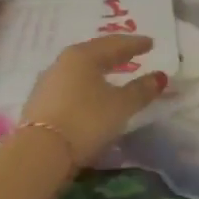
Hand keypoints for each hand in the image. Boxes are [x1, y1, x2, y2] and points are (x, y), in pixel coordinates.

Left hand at [18, 34, 165, 162]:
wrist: (39, 155)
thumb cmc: (86, 120)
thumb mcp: (121, 106)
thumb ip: (141, 90)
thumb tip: (160, 77)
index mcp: (83, 56)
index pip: (114, 44)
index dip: (135, 44)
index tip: (150, 43)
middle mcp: (62, 63)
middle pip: (94, 53)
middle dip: (114, 53)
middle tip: (131, 54)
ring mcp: (47, 83)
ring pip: (79, 70)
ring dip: (97, 70)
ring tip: (111, 74)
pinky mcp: (38, 105)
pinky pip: (69, 86)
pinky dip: (84, 85)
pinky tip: (90, 94)